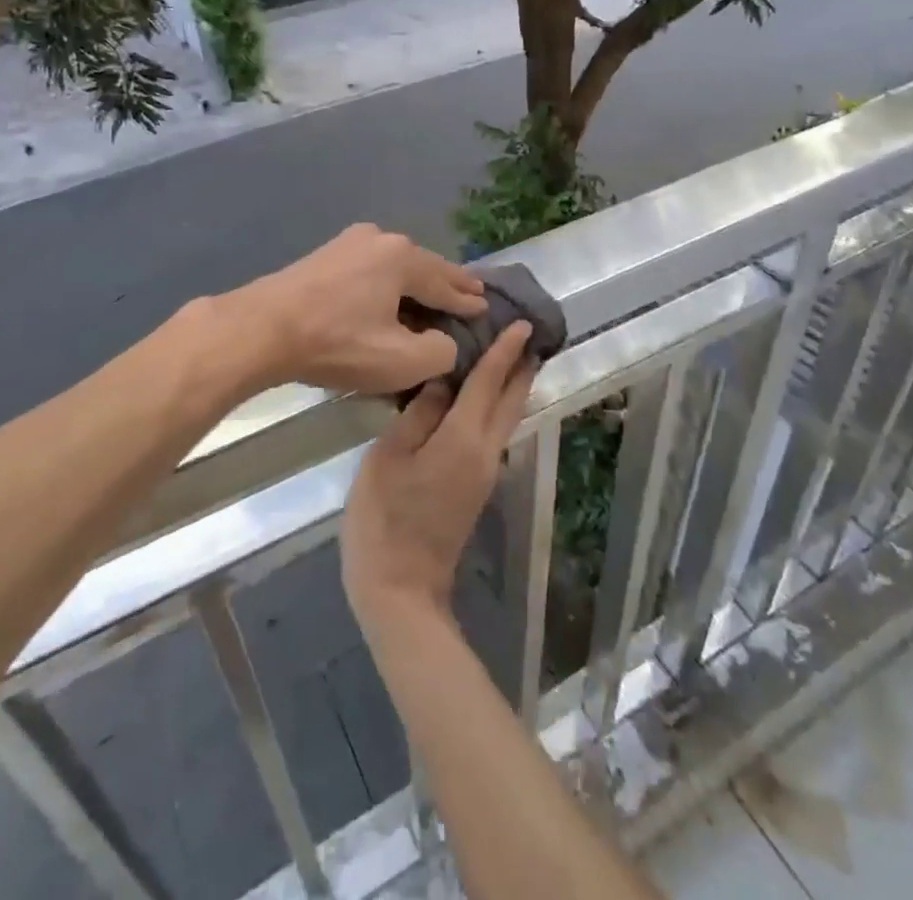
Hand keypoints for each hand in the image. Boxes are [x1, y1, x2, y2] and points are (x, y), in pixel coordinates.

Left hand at [236, 224, 486, 394]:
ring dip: (415, 283)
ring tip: (432, 295)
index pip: (447, 282)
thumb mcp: (401, 361)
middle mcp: (380, 239)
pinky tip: (389, 296)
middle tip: (471, 293)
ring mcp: (348, 243)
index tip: (487, 307)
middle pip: (423, 266)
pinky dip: (387, 284)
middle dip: (447, 283)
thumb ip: (441, 352)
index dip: (468, 300)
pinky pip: (370, 270)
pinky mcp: (324, 256)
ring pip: (395, 266)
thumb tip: (444, 341)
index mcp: (403, 257)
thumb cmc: (338, 343)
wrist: (261, 329)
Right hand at [341, 321, 536, 632]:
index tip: (524, 323)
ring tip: (507, 356)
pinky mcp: (476, 486)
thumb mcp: (390, 456)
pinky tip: (479, 397)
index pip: (490, 382)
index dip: (506, 350)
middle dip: (522, 366)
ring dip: (513, 385)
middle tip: (527, 334)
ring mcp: (485, 472)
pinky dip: (496, 406)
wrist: (401, 588)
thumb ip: (419, 413)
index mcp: (464, 438)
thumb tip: (441, 381)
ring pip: (507, 418)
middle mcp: (486, 451)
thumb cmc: (385, 517)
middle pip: (511, 400)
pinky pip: (494, 432)